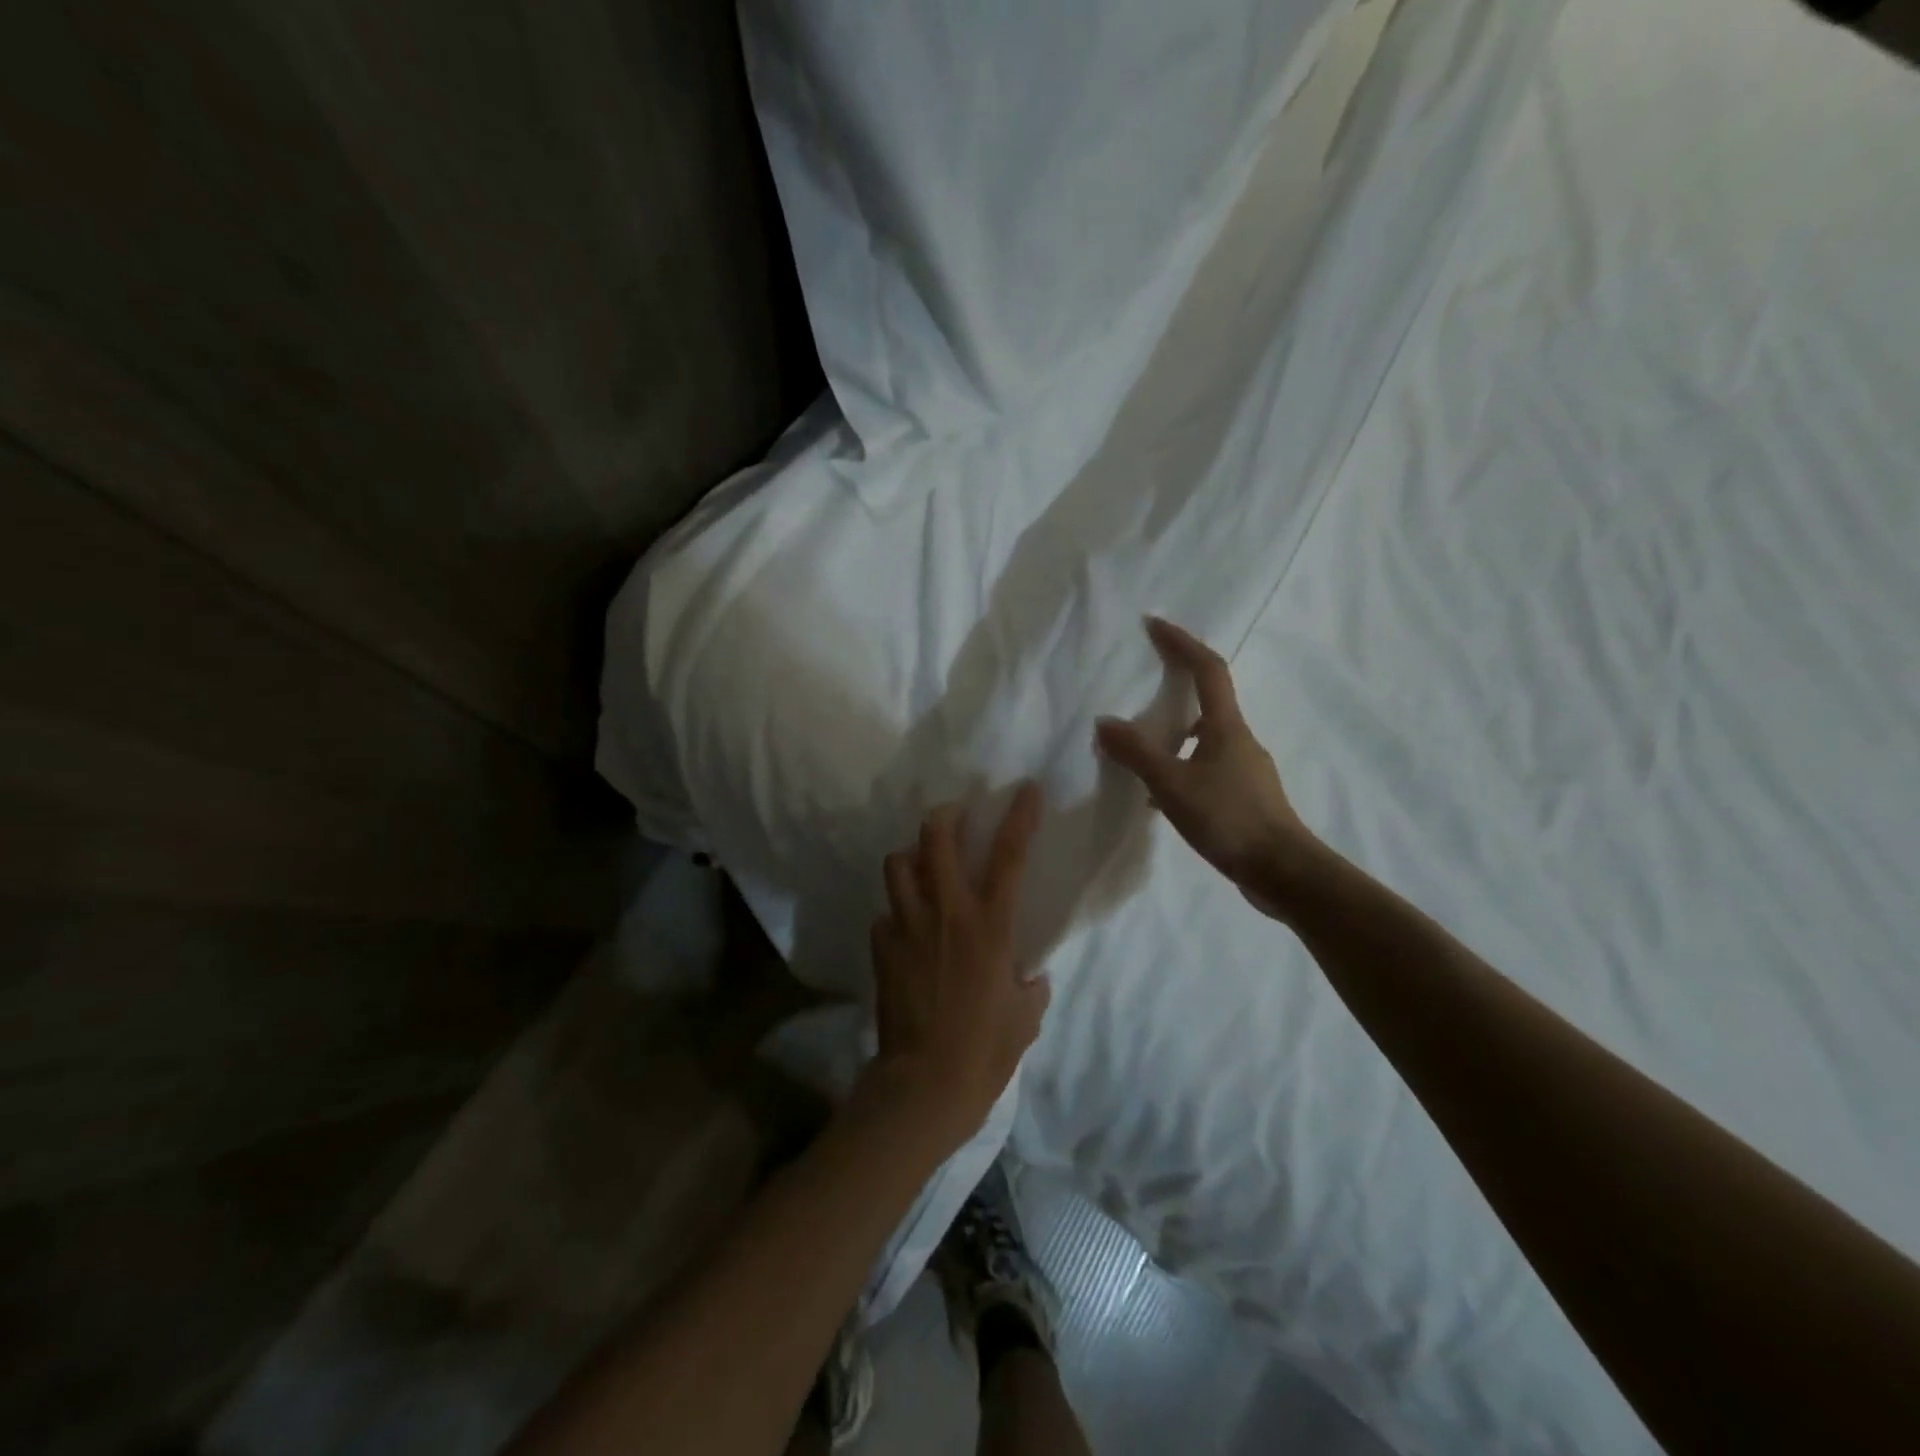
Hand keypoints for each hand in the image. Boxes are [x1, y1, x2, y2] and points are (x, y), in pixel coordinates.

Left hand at [863, 783, 1050, 1150]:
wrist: (924, 1084)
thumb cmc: (986, 1052)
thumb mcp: (1025, 1017)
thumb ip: (1029, 986)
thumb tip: (1028, 976)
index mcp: (989, 926)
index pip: (1009, 856)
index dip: (1020, 816)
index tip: (1026, 789)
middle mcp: (946, 913)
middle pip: (935, 838)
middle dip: (944, 815)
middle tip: (953, 817)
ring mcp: (907, 927)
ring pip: (897, 864)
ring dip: (911, 858)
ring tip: (922, 868)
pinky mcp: (880, 947)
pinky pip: (885, 913)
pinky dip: (896, 912)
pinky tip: (904, 931)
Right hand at [1095, 617, 1318, 916]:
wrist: (1284, 872)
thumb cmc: (1230, 819)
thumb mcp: (1172, 786)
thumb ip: (1137, 753)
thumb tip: (1104, 722)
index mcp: (1226, 727)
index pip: (1207, 669)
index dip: (1182, 642)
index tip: (1155, 624)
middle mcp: (1240, 741)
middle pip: (1209, 701)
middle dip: (1177, 687)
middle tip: (1142, 688)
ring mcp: (1246, 771)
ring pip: (1206, 740)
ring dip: (1175, 735)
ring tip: (1142, 749)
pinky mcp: (1246, 799)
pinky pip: (1207, 770)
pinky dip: (1182, 770)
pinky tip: (1161, 798)